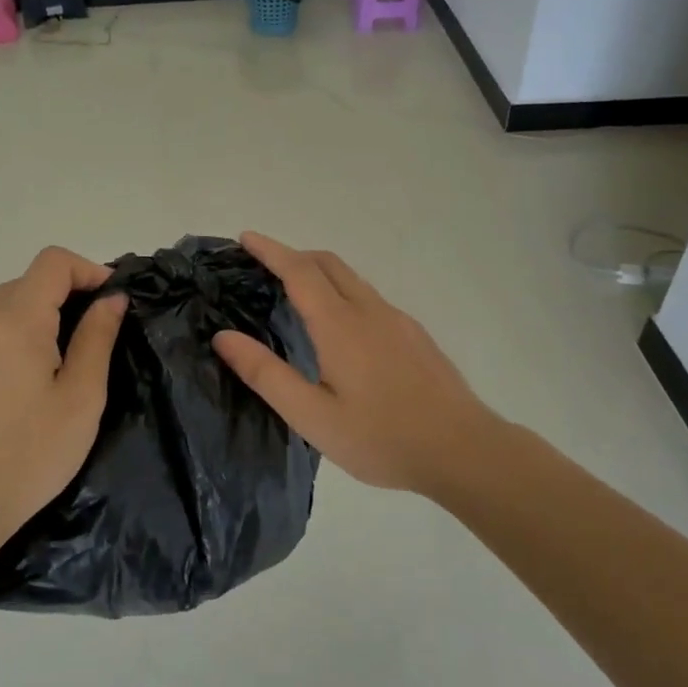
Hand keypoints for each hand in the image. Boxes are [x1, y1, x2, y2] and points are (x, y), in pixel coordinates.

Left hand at [0, 246, 126, 548]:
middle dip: (70, 289)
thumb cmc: (34, 451)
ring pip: (10, 300)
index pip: (53, 263)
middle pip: (30, 278)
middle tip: (101, 326)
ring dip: (46, 308)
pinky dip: (24, 327)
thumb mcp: (82, 395)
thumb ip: (97, 337)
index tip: (115, 301)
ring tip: (74, 347)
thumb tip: (112, 298)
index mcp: (17, 322)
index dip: (89, 270)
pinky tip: (39, 368)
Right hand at [211, 232, 506, 496]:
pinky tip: (343, 330)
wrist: (463, 449)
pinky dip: (344, 293)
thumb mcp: (312, 416)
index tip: (246, 237)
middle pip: (328, 264)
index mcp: (340, 325)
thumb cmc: (381, 437)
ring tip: (298, 295)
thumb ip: (266, 374)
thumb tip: (224, 337)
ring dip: (321, 273)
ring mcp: (398, 320)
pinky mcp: (415, 335)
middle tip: (265, 266)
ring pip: (353, 280)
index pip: (299, 271)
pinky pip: (370, 298)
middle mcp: (370, 311)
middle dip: (294, 255)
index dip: (271, 250)